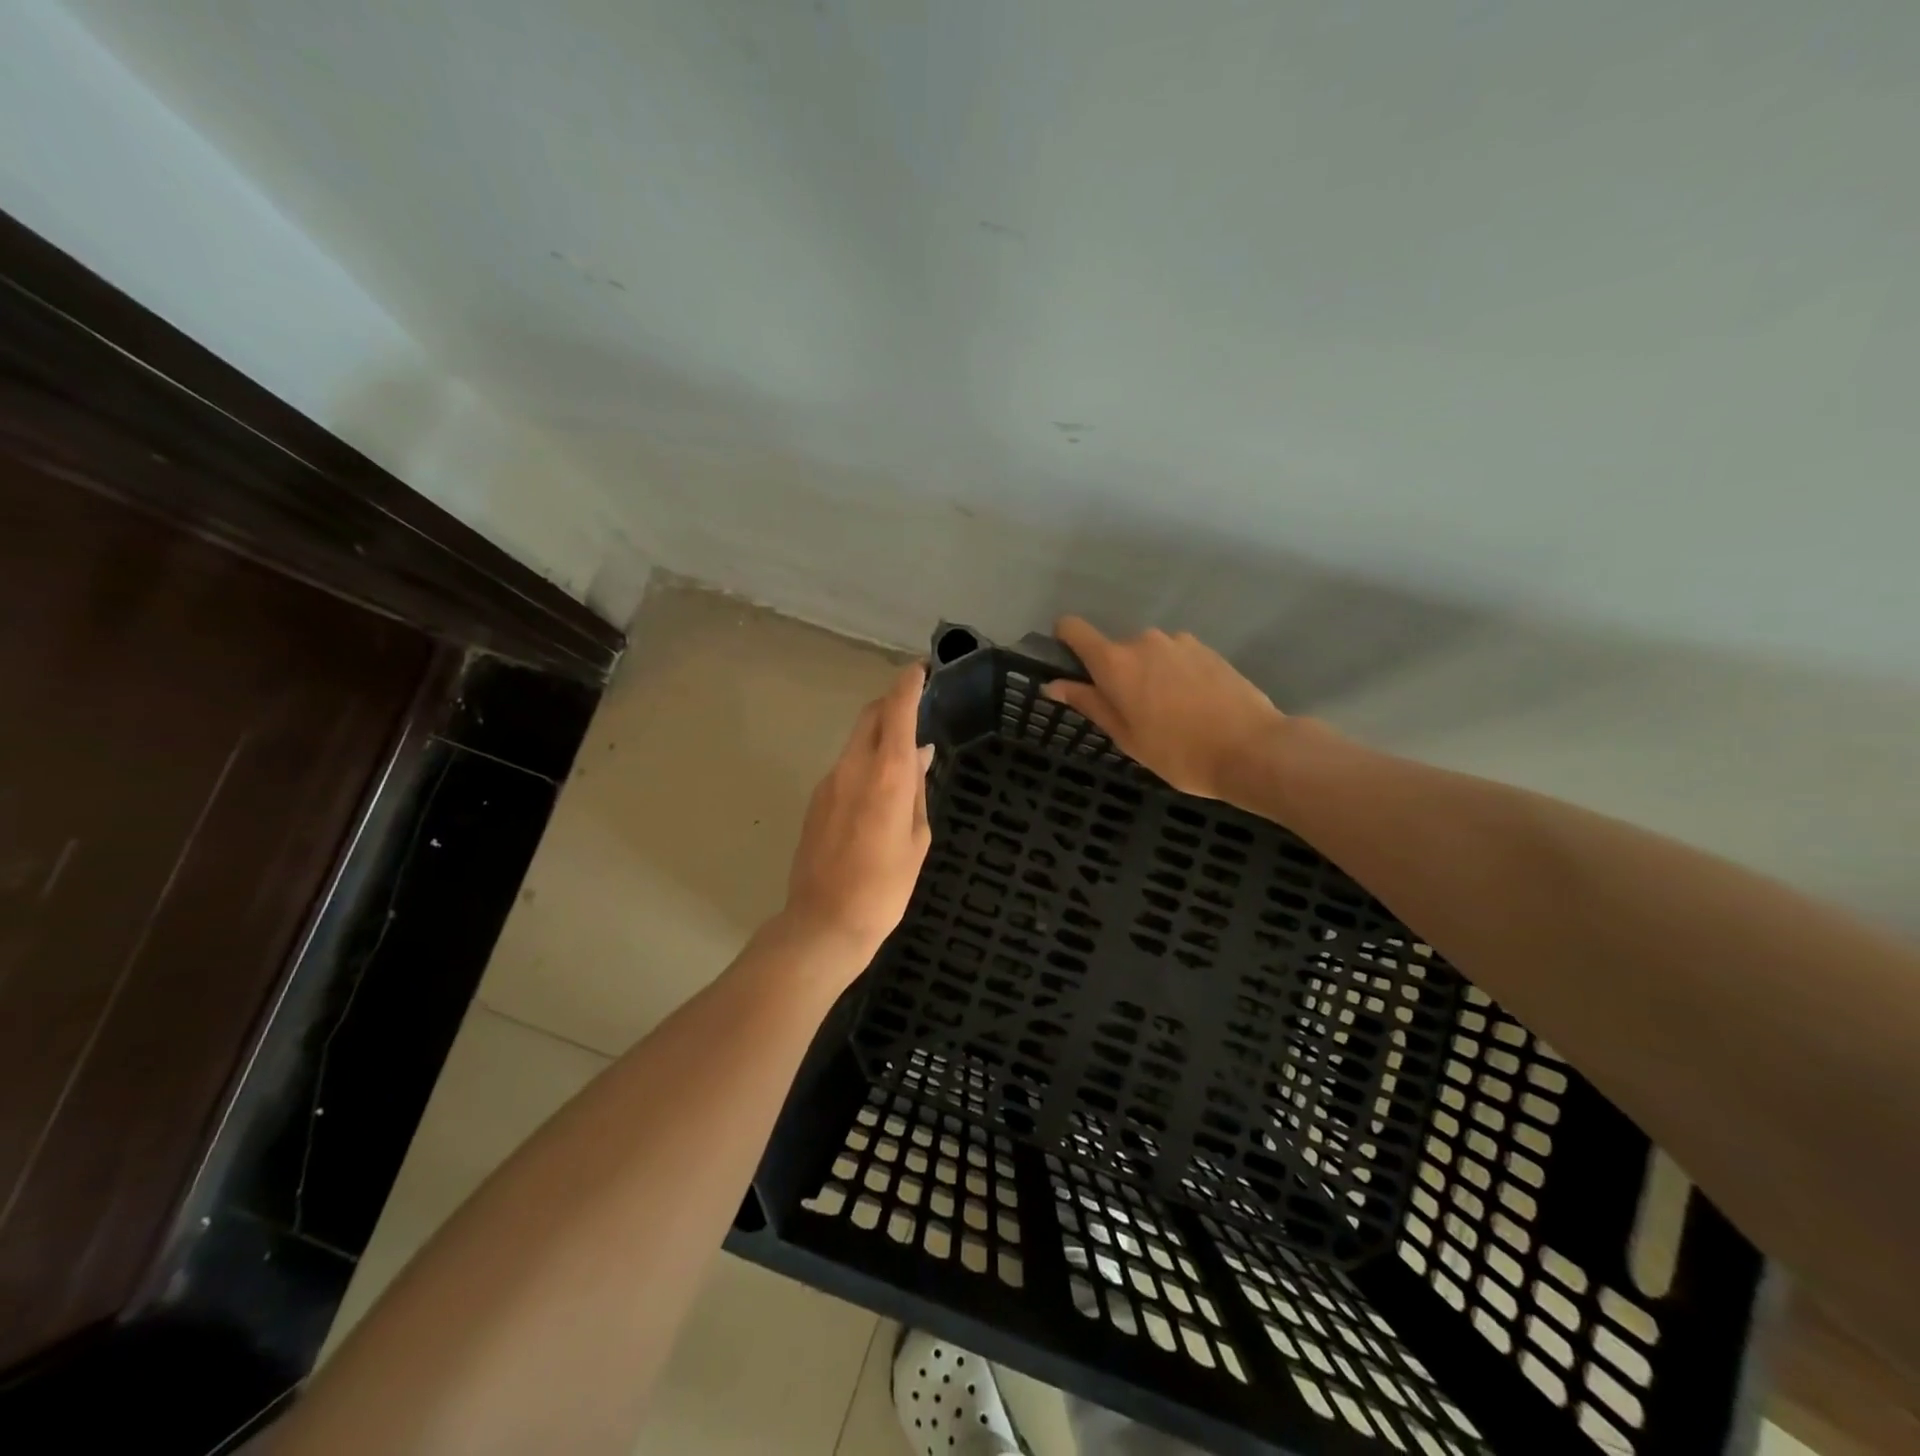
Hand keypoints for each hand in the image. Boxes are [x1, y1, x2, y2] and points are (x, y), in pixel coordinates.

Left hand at [782, 663, 934, 964]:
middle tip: (916, 702)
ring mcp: (829, 782)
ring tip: (904, 748)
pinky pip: (846, 765)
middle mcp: (852, 767)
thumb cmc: (885, 887)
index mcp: (885, 775)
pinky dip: (865, 758)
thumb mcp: (917, 839)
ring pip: (856, 740)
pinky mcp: (816, 799)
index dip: (908, 684)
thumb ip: (917, 790)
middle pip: (870, 716)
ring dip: (879, 732)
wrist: (824, 923)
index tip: (920, 669)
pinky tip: (880, 783)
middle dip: (891, 701)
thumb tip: (920, 755)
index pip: (896, 711)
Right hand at [1045, 617, 1288, 802]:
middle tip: (1133, 713)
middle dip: (1116, 675)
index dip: (1064, 640)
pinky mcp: (1207, 648)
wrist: (1251, 749)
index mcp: (1116, 662)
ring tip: (1169, 713)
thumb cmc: (1178, 752)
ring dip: (1148, 675)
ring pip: (1148, 654)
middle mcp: (1144, 641)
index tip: (1069, 664)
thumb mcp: (1126, 736)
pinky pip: (1175, 657)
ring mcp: (1179, 641)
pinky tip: (1194, 706)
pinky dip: (1175, 675)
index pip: (1074, 629)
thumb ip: (1089, 703)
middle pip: (1115, 650)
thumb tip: (1053, 685)